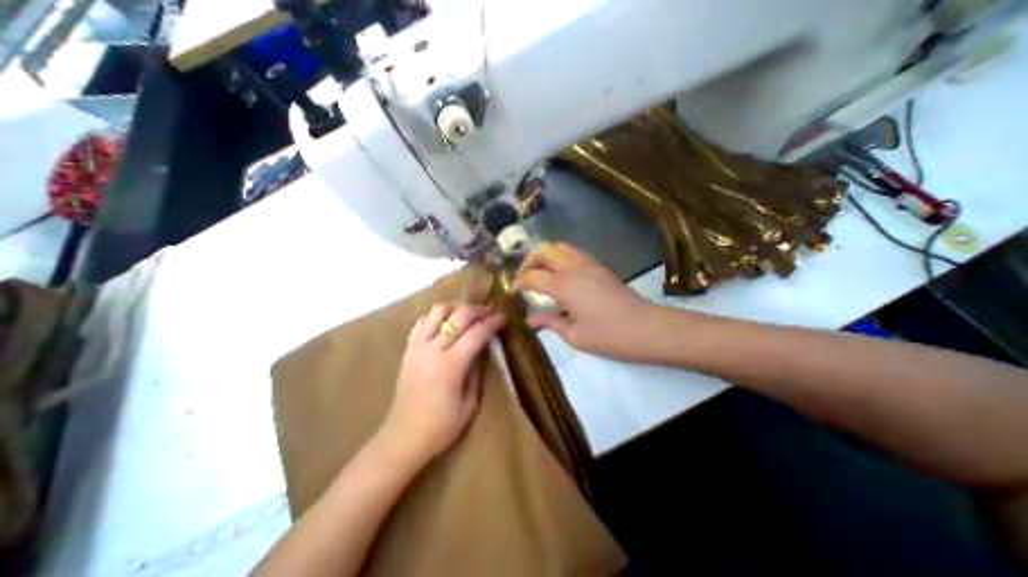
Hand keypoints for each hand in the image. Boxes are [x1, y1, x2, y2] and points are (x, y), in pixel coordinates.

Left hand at [377, 301, 504, 468]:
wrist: (403, 437)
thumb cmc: (441, 426)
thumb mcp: (470, 402)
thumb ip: (477, 370)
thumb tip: (483, 347)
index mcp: (451, 365)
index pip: (476, 333)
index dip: (492, 322)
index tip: (503, 317)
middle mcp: (433, 349)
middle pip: (458, 315)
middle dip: (478, 309)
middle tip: (490, 311)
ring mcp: (417, 346)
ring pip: (437, 311)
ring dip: (456, 306)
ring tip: (468, 312)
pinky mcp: (408, 349)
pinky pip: (422, 321)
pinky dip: (437, 316)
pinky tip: (446, 321)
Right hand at [511, 242, 658, 361]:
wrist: (647, 328)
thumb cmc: (609, 336)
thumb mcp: (574, 336)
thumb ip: (550, 323)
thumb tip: (531, 321)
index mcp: (564, 285)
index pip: (532, 276)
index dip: (518, 283)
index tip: (512, 293)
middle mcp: (573, 267)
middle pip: (544, 250)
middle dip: (529, 261)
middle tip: (525, 279)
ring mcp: (589, 263)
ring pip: (560, 247)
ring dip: (545, 257)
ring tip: (542, 275)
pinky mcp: (600, 266)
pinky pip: (574, 253)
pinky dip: (561, 258)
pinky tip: (562, 277)